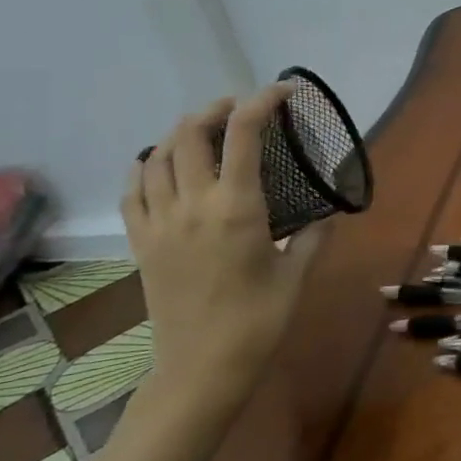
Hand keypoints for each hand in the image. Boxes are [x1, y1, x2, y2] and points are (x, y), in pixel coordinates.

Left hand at [122, 81, 325, 413]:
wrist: (201, 370)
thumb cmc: (259, 321)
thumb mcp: (296, 273)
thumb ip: (313, 235)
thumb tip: (327, 213)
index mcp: (236, 207)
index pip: (244, 134)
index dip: (263, 101)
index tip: (284, 91)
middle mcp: (192, 205)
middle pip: (189, 133)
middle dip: (216, 109)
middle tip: (241, 108)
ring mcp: (159, 223)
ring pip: (156, 156)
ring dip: (180, 132)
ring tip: (204, 131)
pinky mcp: (141, 243)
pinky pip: (133, 190)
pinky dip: (145, 167)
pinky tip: (160, 166)